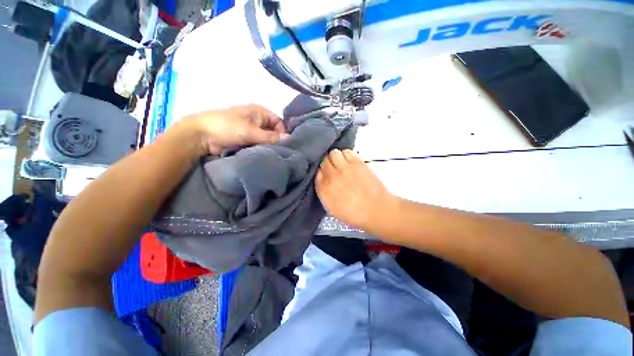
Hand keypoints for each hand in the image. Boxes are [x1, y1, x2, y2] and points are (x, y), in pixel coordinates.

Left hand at [175, 104, 287, 154]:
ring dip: (269, 147)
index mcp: (259, 112)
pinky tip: (267, 157)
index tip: (285, 145)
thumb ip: (270, 136)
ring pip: (266, 140)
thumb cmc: (226, 127)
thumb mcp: (250, 131)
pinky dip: (262, 151)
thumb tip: (289, 139)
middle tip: (283, 153)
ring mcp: (252, 131)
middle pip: (273, 132)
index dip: (283, 132)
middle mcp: (258, 121)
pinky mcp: (246, 141)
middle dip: (277, 141)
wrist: (201, 136)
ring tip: (276, 157)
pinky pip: (259, 146)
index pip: (279, 122)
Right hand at [316, 149, 394, 230]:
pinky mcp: (357, 163)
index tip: (325, 174)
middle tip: (333, 168)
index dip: (321, 172)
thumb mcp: (332, 209)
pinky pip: (346, 152)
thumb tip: (321, 178)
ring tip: (342, 164)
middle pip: (323, 160)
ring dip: (336, 158)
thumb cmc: (353, 214)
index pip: (316, 172)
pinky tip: (350, 163)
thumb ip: (323, 192)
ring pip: (334, 153)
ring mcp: (344, 168)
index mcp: (324, 189)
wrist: (376, 211)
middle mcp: (332, 176)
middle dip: (327, 163)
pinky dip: (346, 155)